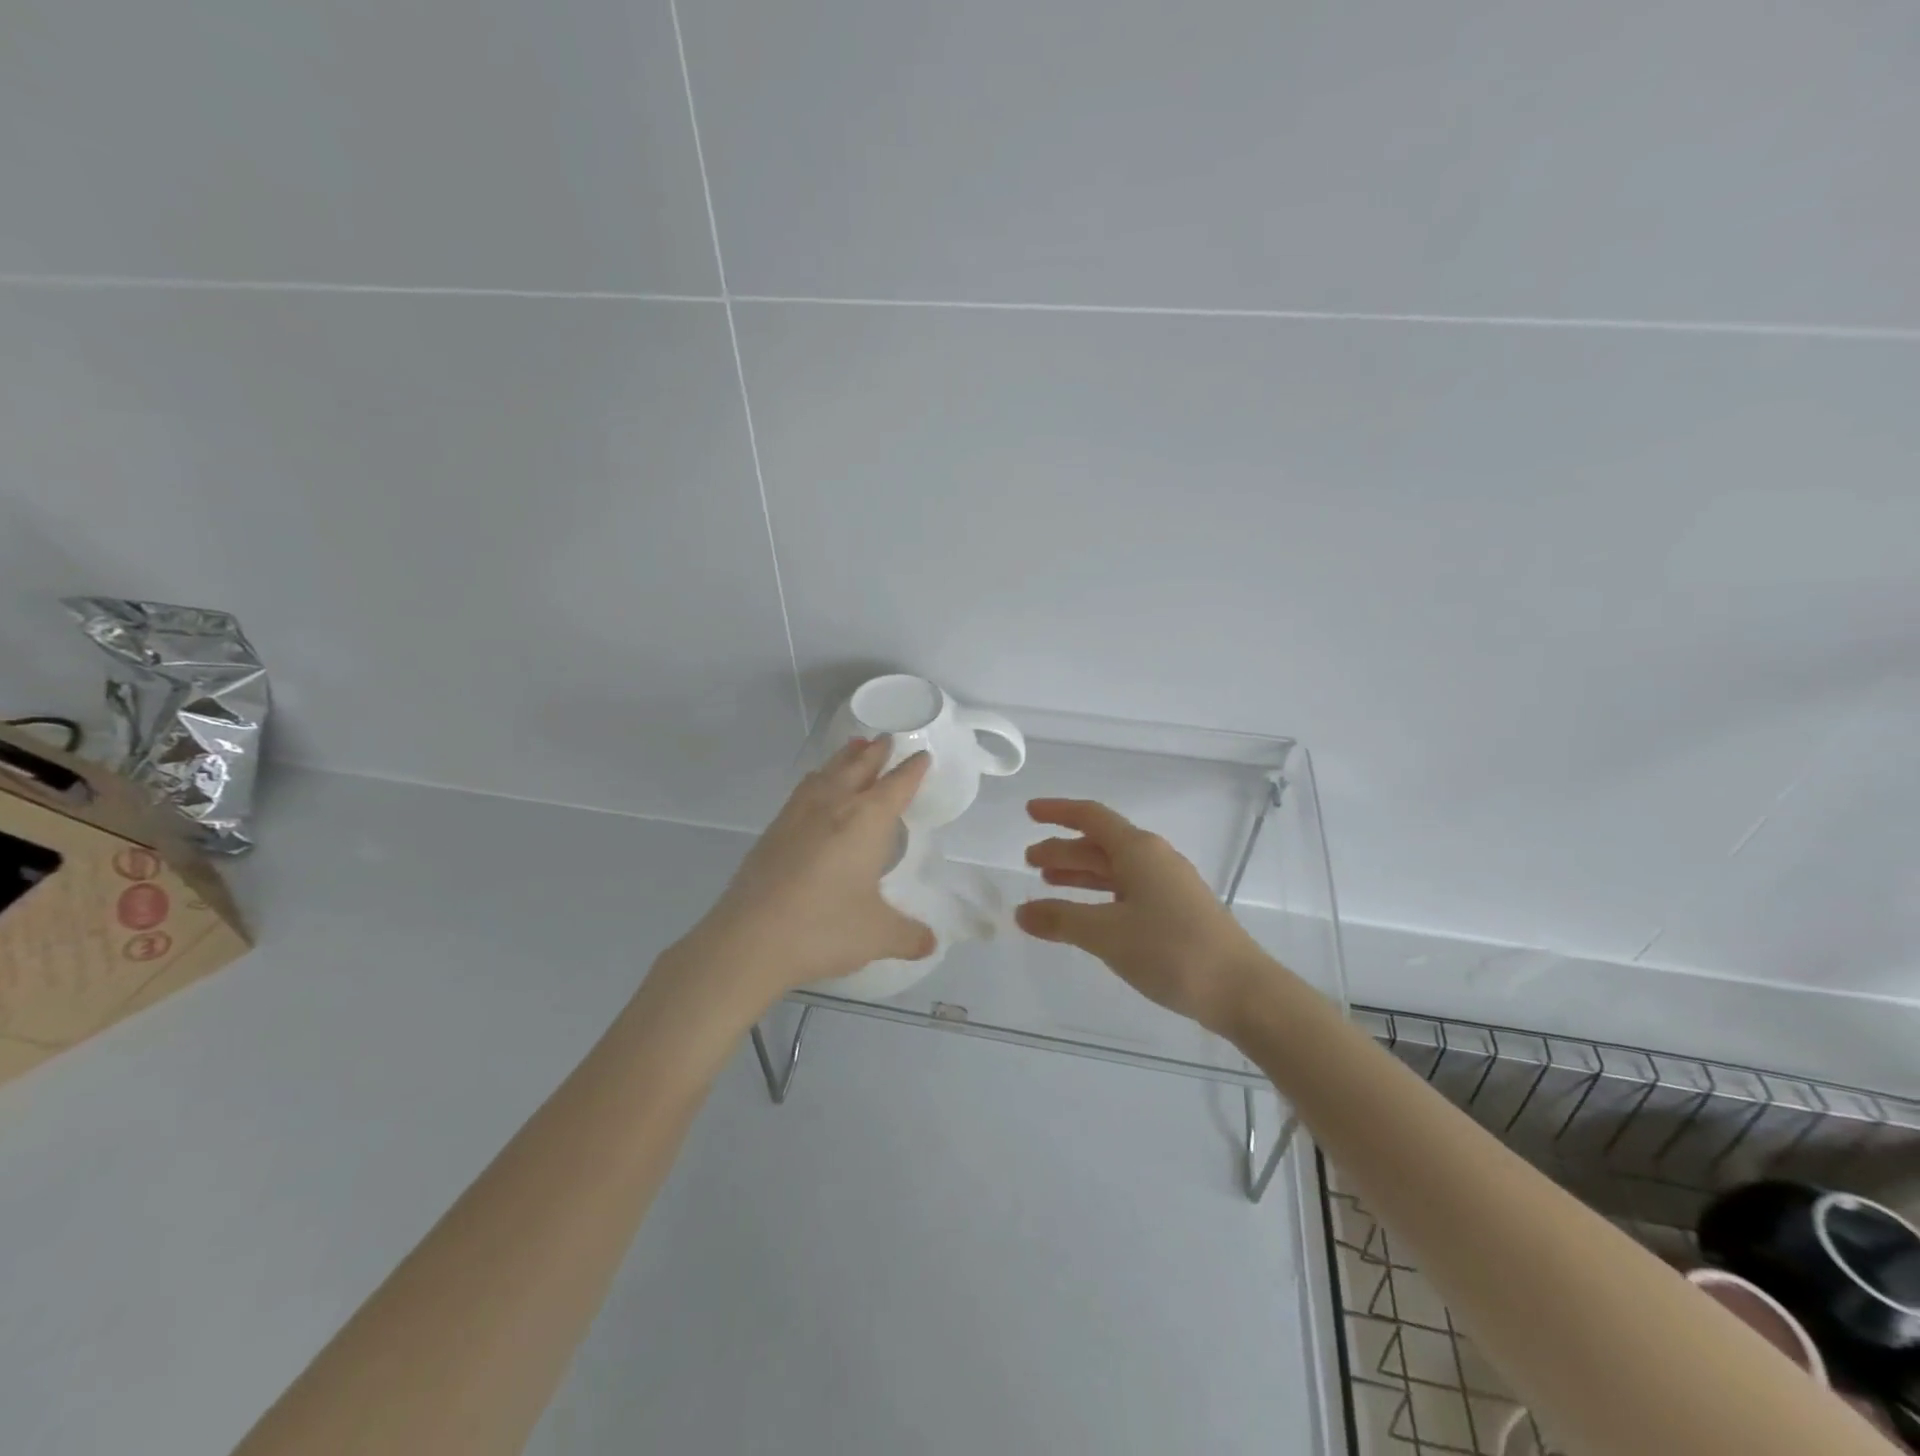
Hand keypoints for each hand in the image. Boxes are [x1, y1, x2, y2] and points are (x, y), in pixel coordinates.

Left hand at [689, 737, 936, 1004]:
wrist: (750, 939)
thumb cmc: (824, 928)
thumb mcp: (877, 935)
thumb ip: (908, 936)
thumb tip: (930, 943)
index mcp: (867, 820)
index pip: (896, 785)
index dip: (912, 770)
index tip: (922, 755)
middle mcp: (834, 806)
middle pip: (859, 767)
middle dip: (877, 752)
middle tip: (887, 738)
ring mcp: (798, 815)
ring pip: (828, 772)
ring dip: (845, 758)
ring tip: (854, 748)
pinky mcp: (773, 830)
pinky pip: (804, 790)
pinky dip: (818, 778)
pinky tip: (815, 786)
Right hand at [1017, 799, 1268, 1034]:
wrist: (1241, 990)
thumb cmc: (1170, 950)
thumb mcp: (1106, 934)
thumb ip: (1060, 920)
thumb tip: (1021, 912)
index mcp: (1138, 850)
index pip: (1091, 817)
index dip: (1058, 812)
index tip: (1029, 812)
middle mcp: (1154, 859)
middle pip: (1100, 843)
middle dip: (1063, 849)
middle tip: (1030, 861)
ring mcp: (1168, 885)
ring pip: (1114, 868)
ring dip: (1080, 873)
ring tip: (1048, 883)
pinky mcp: (1176, 911)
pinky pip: (1127, 890)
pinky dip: (1099, 895)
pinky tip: (1087, 913)